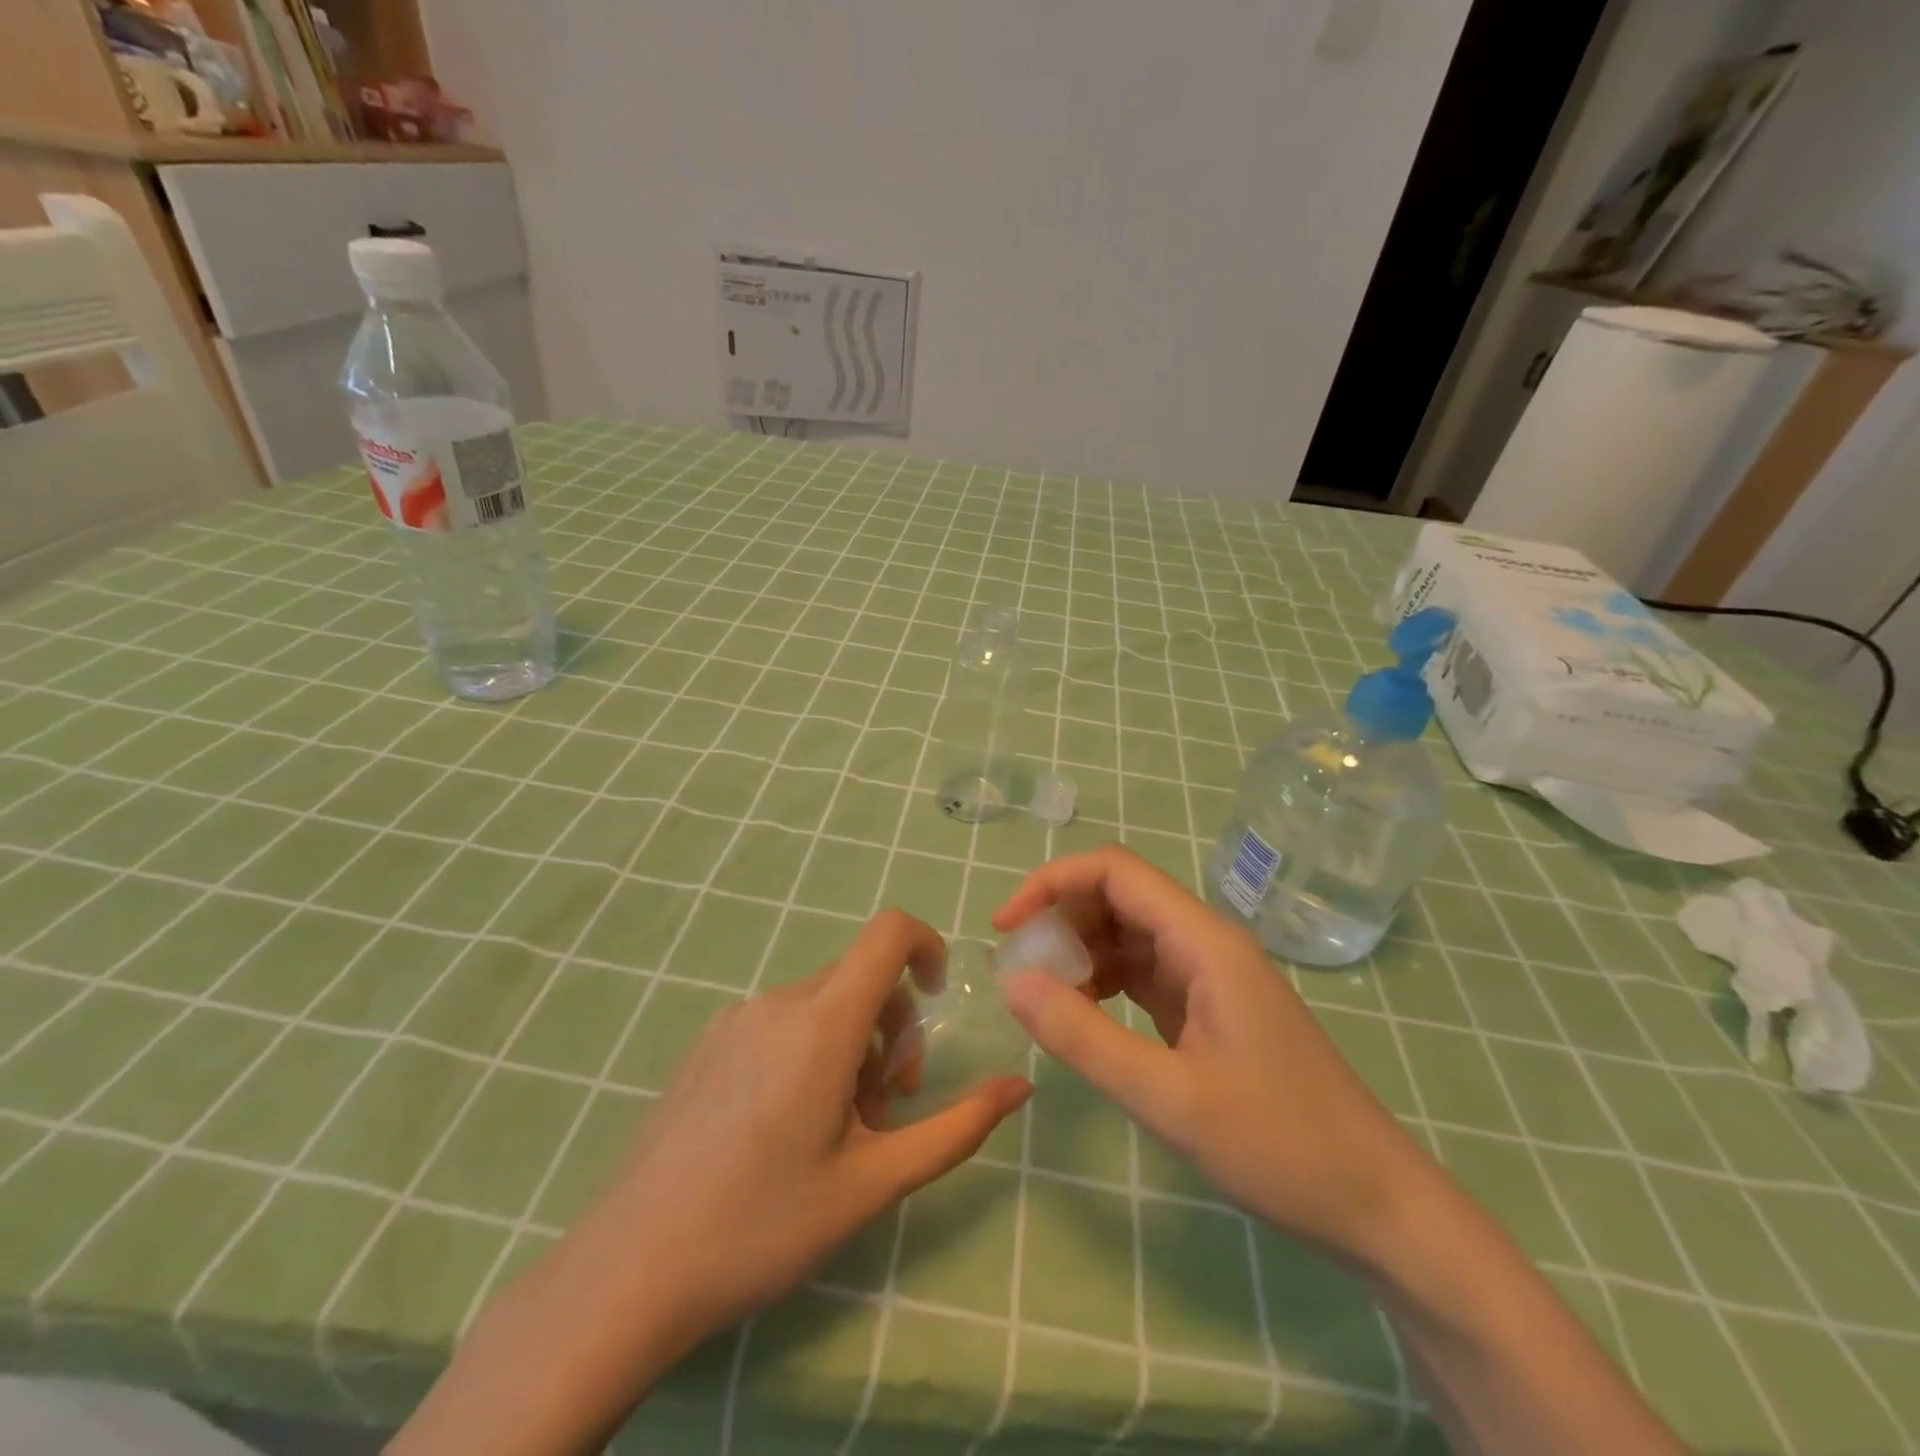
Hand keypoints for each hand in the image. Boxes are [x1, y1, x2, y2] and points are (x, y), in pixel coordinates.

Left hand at [603, 908, 1031, 1337]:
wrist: (627, 1271)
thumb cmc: (763, 1226)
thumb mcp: (874, 1182)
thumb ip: (956, 1128)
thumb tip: (1019, 1086)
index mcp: (823, 1023)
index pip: (888, 932)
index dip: (927, 945)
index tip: (937, 1000)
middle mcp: (779, 1002)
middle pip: (861, 977)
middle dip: (894, 1027)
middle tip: (887, 1106)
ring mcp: (735, 1019)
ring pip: (822, 1002)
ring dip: (852, 1045)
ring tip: (836, 1127)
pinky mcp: (708, 1042)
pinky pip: (781, 1020)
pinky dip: (809, 1048)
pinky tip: (785, 1125)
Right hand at [995, 845, 1434, 1265]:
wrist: (1376, 1206)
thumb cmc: (1280, 1147)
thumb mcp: (1169, 1098)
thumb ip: (1084, 1037)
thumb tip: (1012, 979)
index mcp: (1205, 942)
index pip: (1116, 871)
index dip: (1052, 883)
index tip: (1007, 927)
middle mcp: (1206, 943)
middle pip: (1118, 897)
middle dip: (1062, 921)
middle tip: (1021, 973)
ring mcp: (1210, 976)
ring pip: (1128, 935)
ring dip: (1080, 953)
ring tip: (1046, 998)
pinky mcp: (1209, 1008)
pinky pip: (1143, 973)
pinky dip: (1104, 982)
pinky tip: (1083, 1015)